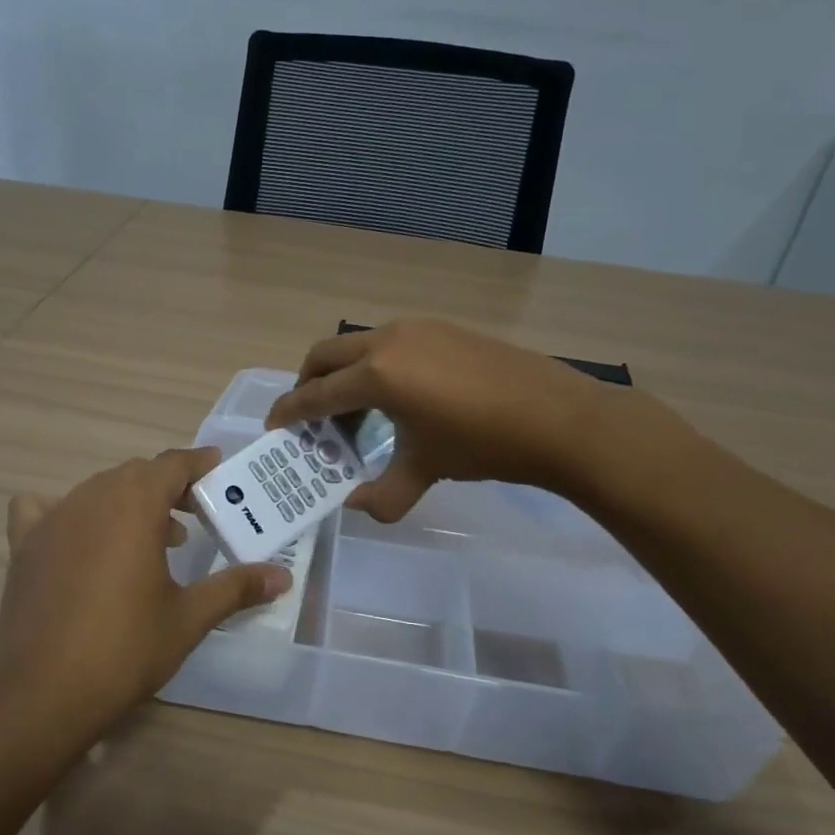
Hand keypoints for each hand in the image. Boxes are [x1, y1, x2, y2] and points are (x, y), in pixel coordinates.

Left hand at [0, 449, 290, 756]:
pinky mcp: (24, 545)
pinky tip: (77, 541)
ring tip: (152, 540)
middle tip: (195, 515)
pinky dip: (66, 512)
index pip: (172, 464)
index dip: (198, 464)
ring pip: (97, 490)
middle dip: (168, 487)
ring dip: (128, 502)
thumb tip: (282, 577)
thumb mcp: (188, 618)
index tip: (218, 470)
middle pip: (135, 474)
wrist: (42, 693)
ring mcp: (52, 519)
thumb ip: (235, 588)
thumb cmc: (125, 649)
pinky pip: (43, 508)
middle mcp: (91, 498)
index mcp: (134, 505)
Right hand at [265, 319, 614, 521]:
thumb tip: (357, 506)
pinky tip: (399, 397)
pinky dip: (375, 366)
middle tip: (310, 417)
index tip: (275, 426)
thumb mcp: (425, 471)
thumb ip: (383, 494)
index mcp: (376, 375)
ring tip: (355, 412)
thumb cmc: (483, 445)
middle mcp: (388, 341)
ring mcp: (418, 329)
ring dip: (344, 374)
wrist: (559, 418)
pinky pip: (390, 343)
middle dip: (308, 384)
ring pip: (359, 345)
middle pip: (325, 355)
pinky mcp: (443, 328)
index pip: (315, 393)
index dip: (289, 412)